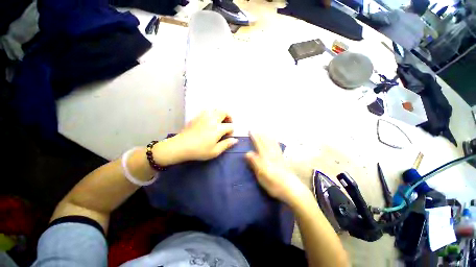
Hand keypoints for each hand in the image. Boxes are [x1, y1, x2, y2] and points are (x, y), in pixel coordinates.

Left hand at [156, 110, 237, 164]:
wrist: (181, 146)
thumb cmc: (199, 150)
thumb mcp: (215, 151)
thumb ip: (226, 144)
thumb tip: (235, 140)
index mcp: (218, 128)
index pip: (230, 126)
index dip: (232, 131)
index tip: (228, 137)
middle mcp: (212, 119)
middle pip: (224, 112)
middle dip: (229, 117)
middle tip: (227, 124)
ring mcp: (204, 116)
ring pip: (216, 109)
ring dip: (220, 113)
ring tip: (219, 121)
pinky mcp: (197, 116)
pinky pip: (207, 110)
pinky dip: (212, 113)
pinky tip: (210, 120)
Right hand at [246, 133, 309, 206]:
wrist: (291, 189)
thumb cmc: (274, 184)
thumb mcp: (261, 175)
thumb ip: (255, 163)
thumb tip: (247, 153)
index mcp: (265, 157)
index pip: (258, 144)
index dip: (254, 137)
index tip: (250, 131)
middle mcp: (272, 154)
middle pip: (265, 142)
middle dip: (259, 135)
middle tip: (255, 129)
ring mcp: (278, 155)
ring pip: (272, 142)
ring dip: (267, 136)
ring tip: (263, 131)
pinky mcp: (283, 158)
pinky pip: (278, 146)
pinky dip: (275, 141)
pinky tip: (274, 140)